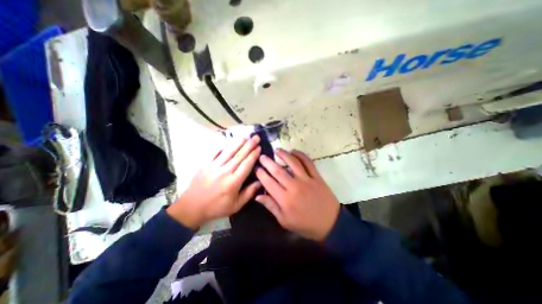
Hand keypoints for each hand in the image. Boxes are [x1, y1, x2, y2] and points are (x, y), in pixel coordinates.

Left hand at [169, 136, 261, 228]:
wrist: (192, 207)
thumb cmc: (217, 207)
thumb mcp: (236, 205)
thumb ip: (249, 193)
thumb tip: (260, 181)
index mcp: (234, 182)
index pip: (246, 164)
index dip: (254, 155)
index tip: (259, 147)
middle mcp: (225, 171)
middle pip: (239, 155)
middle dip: (249, 145)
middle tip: (256, 137)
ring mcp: (214, 166)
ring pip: (229, 151)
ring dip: (238, 142)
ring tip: (246, 136)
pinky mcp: (205, 164)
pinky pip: (215, 152)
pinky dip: (223, 146)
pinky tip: (229, 141)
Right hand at [254, 148, 337, 239]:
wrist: (330, 223)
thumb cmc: (305, 224)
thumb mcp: (284, 221)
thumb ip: (271, 206)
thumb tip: (257, 196)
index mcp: (285, 199)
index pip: (269, 183)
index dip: (261, 174)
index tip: (257, 168)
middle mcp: (294, 187)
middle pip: (278, 171)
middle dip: (268, 162)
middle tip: (262, 156)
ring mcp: (306, 180)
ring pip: (293, 163)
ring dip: (284, 155)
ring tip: (277, 150)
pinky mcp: (316, 177)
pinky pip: (308, 163)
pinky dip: (301, 155)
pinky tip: (294, 152)